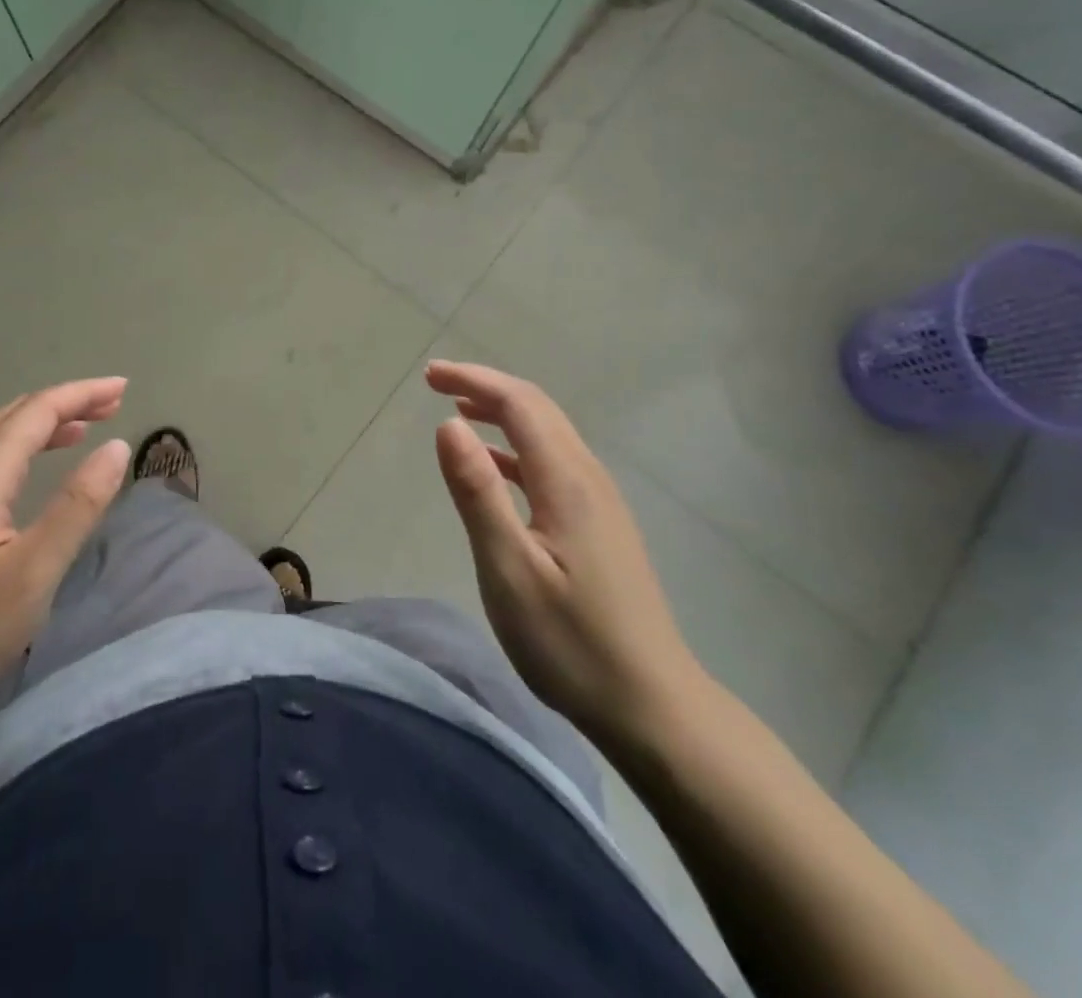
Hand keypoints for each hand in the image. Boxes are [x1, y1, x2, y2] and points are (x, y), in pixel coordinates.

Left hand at [0, 378, 131, 770]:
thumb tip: (115, 448)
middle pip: (14, 417)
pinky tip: (31, 477)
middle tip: (113, 405)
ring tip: (84, 431)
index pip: (37, 411)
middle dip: (65, 404)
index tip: (124, 387)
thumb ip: (77, 505)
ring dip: (42, 427)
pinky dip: (20, 453)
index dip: (83, 394)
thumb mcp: (32, 572)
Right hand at [426, 360, 703, 750]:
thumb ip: (477, 492)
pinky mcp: (600, 526)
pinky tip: (495, 468)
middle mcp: (589, 478)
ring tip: (458, 414)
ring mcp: (600, 503)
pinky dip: (516, 448)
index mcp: (567, 481)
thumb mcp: (508, 569)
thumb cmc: (571, 641)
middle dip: (486, 387)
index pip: (519, 404)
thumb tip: (448, 424)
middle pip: (538, 409)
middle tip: (436, 383)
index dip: (473, 380)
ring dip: (502, 413)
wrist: (652, 705)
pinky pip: (553, 464)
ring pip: (549, 434)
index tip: (428, 375)